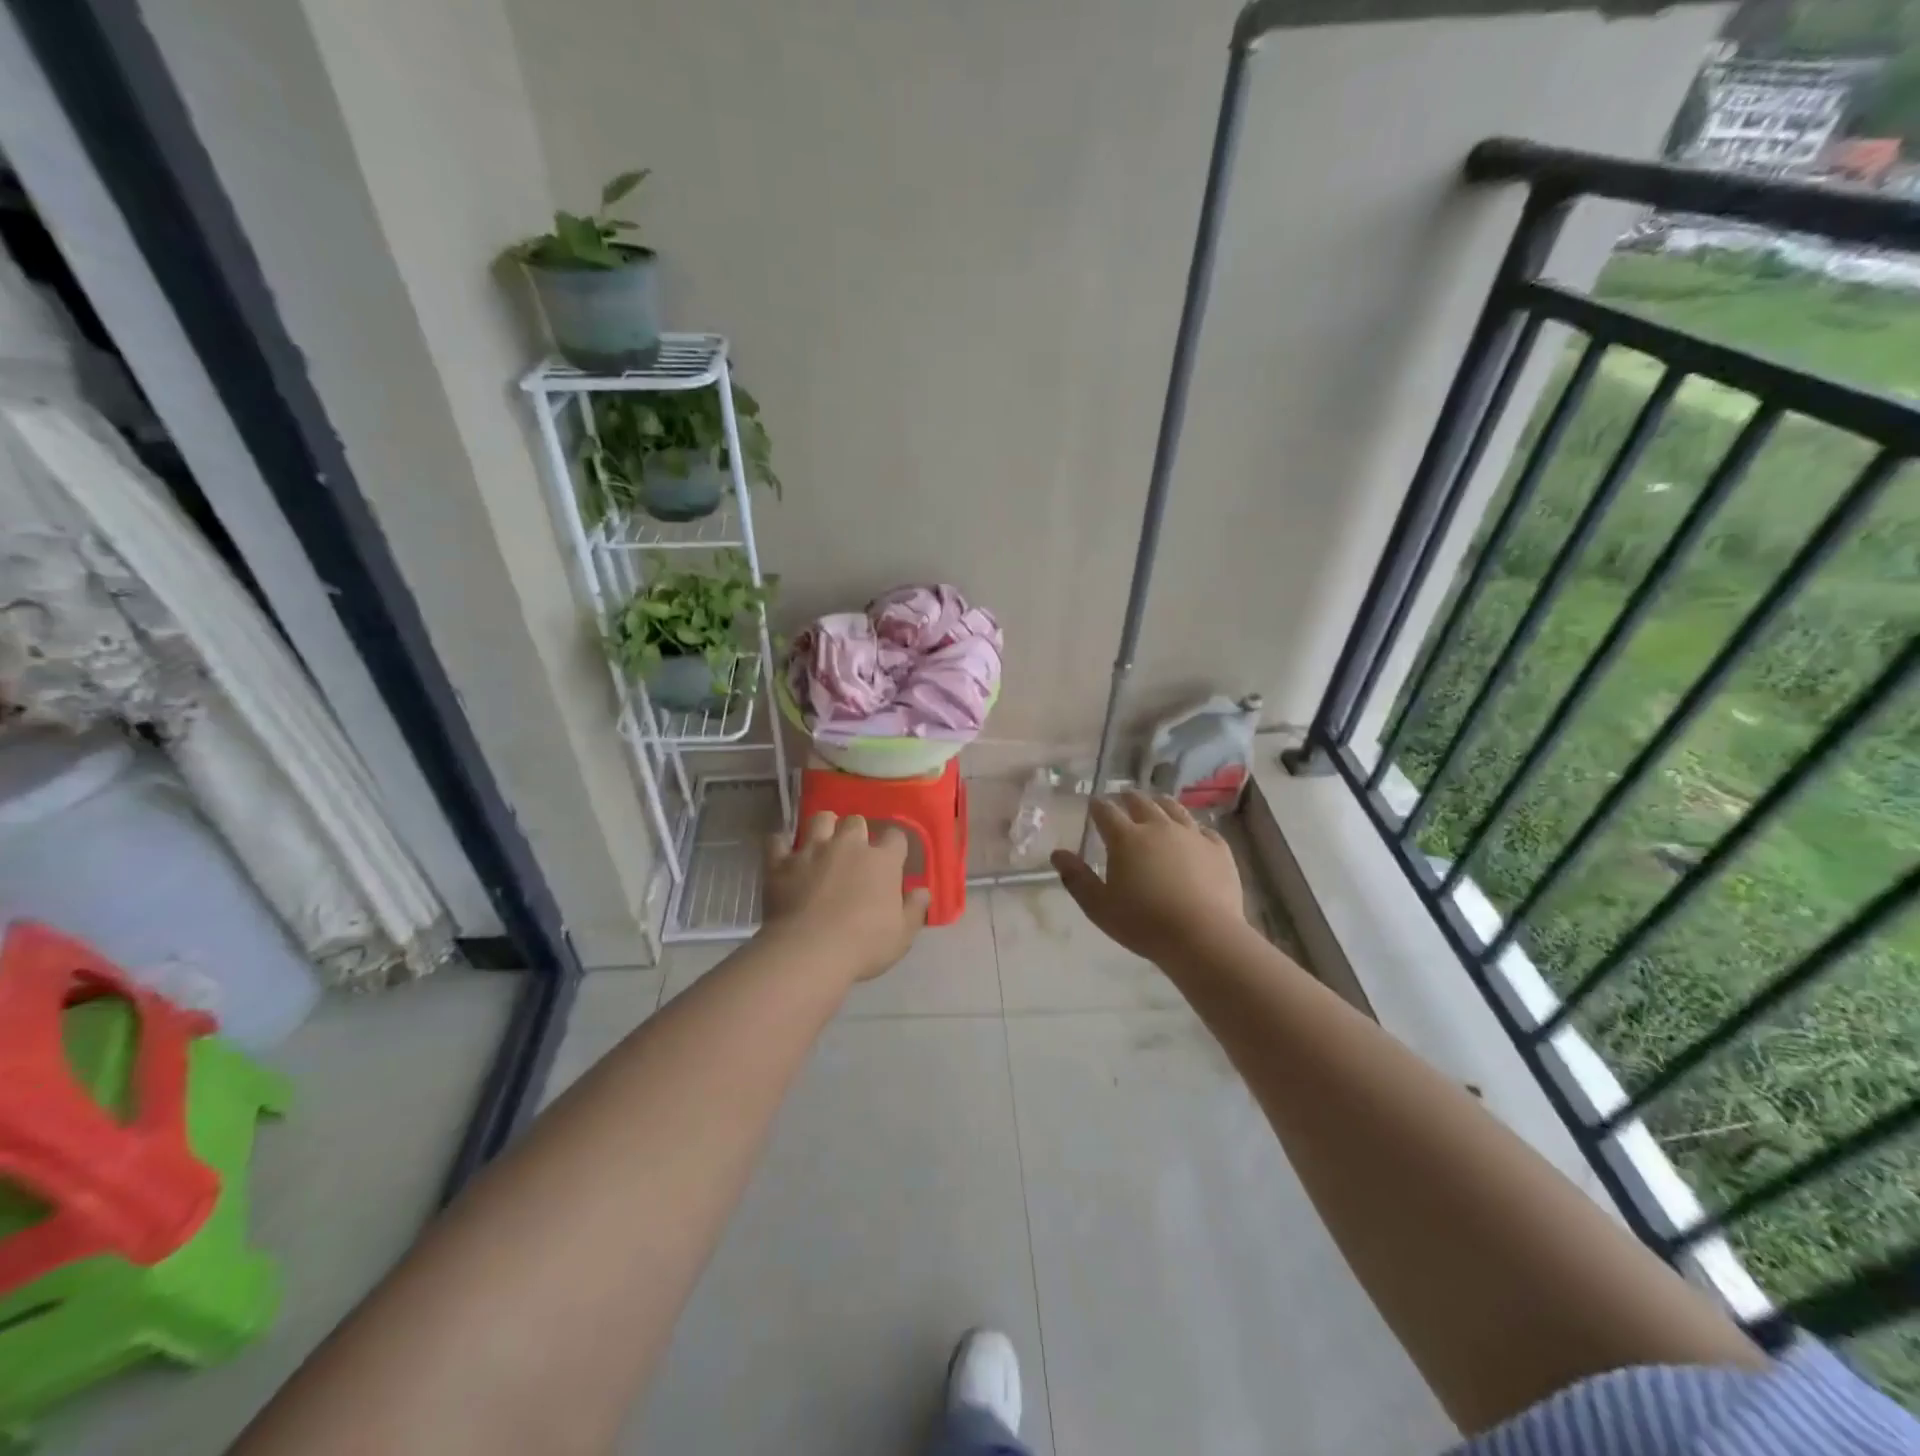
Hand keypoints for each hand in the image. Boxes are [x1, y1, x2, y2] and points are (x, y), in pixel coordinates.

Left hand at [761, 812, 930, 983]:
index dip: (894, 845)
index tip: (893, 859)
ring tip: (822, 843)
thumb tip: (922, 891)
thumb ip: (914, 910)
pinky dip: (780, 845)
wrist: (809, 951)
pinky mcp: (781, 863)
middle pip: (855, 821)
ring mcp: (812, 851)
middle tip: (854, 852)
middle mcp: (848, 845)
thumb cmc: (864, 945)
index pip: (896, 837)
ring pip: (820, 819)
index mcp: (882, 860)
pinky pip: (776, 842)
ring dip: (823, 828)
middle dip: (856, 832)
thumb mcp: (902, 935)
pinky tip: (782, 853)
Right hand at [1050, 792, 1244, 963]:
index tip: (1093, 805)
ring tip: (1156, 804)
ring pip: (1174, 808)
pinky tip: (1194, 834)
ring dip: (1160, 804)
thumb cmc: (1143, 923)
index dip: (1097, 806)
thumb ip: (1076, 878)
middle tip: (1123, 800)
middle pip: (1141, 802)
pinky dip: (1194, 828)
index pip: (1106, 811)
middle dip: (1128, 798)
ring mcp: (1191, 835)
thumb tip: (1057, 854)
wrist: (1202, 936)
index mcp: (1126, 838)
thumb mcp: (1099, 906)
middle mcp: (1158, 827)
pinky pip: (1205, 829)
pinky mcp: (1218, 849)